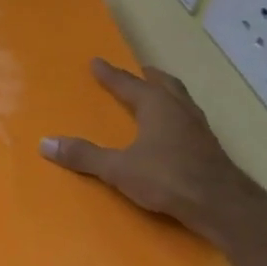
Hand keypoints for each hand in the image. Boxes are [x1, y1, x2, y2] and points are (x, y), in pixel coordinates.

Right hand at [40, 58, 253, 246]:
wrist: (221, 203)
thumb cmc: (168, 178)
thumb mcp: (119, 168)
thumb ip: (84, 156)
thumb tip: (46, 143)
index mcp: (157, 105)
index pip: (128, 83)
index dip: (110, 74)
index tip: (96, 62)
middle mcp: (179, 109)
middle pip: (163, 84)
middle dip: (147, 77)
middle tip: (136, 73)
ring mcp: (198, 127)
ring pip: (180, 100)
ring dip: (165, 94)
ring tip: (155, 97)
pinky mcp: (208, 147)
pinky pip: (188, 120)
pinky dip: (176, 116)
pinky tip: (172, 132)